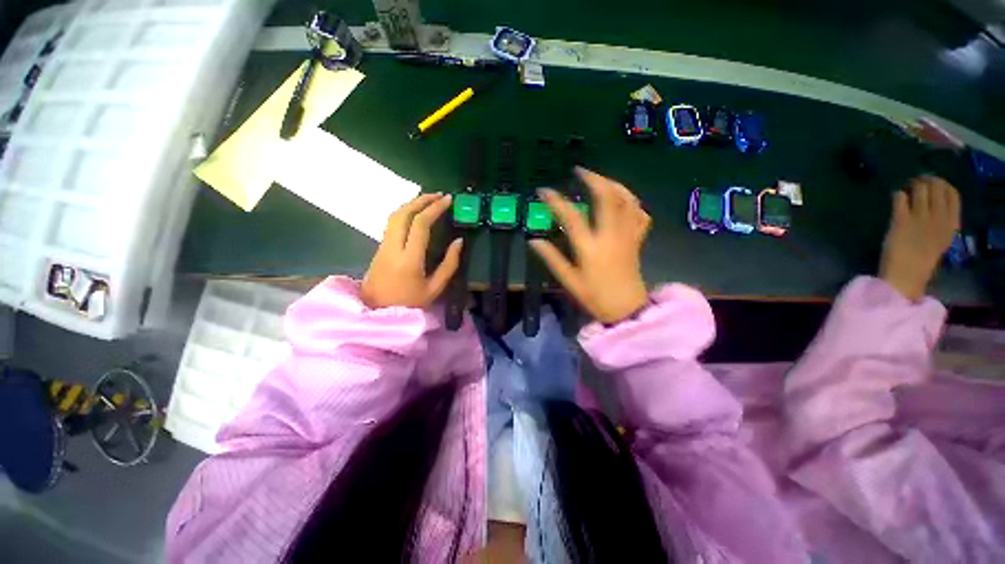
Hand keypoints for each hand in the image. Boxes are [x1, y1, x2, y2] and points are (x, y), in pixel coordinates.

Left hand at [361, 194, 462, 308]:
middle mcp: (393, 247)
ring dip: (411, 204)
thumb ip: (449, 264)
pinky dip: (404, 212)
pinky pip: (391, 223)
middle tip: (439, 195)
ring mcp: (383, 246)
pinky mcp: (379, 248)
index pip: (420, 225)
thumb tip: (459, 241)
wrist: (377, 313)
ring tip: (428, 200)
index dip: (435, 209)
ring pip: (394, 216)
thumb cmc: (410, 304)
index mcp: (409, 259)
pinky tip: (415, 214)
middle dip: (421, 200)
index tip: (448, 200)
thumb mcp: (435, 288)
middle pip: (403, 213)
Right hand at [529, 167, 650, 323]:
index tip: (544, 191)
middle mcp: (611, 236)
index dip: (556, 201)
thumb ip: (552, 258)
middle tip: (580, 171)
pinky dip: (632, 201)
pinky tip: (622, 199)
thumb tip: (534, 241)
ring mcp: (627, 236)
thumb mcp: (569, 281)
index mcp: (590, 247)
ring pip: (627, 200)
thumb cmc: (595, 296)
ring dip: (613, 184)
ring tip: (600, 179)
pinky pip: (640, 214)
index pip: (571, 217)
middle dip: (593, 179)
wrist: (626, 308)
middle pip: (607, 197)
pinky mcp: (637, 240)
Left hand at [879, 176, 959, 300]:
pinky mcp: (900, 221)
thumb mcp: (941, 239)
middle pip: (936, 188)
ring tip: (906, 187)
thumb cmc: (922, 260)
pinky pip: (900, 199)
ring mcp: (919, 219)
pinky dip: (897, 194)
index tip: (935, 183)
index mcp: (952, 224)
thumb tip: (935, 203)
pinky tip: (896, 196)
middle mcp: (938, 218)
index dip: (943, 185)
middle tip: (917, 181)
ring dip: (912, 185)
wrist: (906, 275)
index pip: (953, 194)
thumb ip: (942, 222)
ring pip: (919, 190)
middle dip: (926, 180)